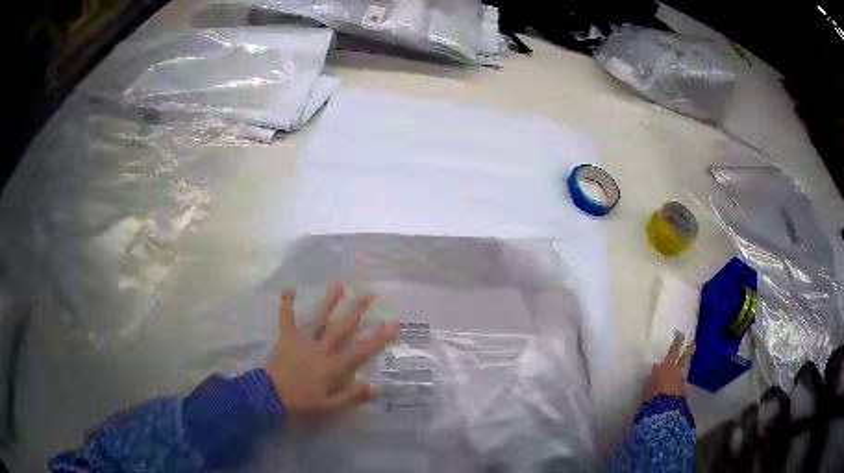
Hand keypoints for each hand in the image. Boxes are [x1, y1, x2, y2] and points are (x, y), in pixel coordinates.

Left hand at [265, 283, 399, 418]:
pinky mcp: (287, 339)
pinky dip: (287, 304)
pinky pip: (286, 319)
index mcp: (334, 366)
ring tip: (339, 284)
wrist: (271, 397)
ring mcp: (303, 341)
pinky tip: (288, 288)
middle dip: (357, 311)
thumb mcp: (330, 407)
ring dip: (329, 302)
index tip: (393, 324)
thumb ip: (351, 397)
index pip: (361, 350)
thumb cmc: (302, 403)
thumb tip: (375, 387)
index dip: (379, 337)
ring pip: (319, 319)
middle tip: (370, 294)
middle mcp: (322, 349)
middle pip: (343, 327)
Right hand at [643, 333, 695, 398]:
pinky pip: (681, 386)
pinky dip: (679, 386)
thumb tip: (656, 367)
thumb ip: (655, 373)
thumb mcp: (649, 381)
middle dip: (689, 350)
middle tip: (694, 343)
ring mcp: (680, 380)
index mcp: (667, 365)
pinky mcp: (682, 391)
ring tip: (681, 371)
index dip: (677, 342)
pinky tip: (677, 389)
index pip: (673, 350)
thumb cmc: (652, 391)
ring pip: (683, 371)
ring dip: (682, 370)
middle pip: (684, 358)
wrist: (661, 406)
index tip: (682, 334)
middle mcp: (676, 370)